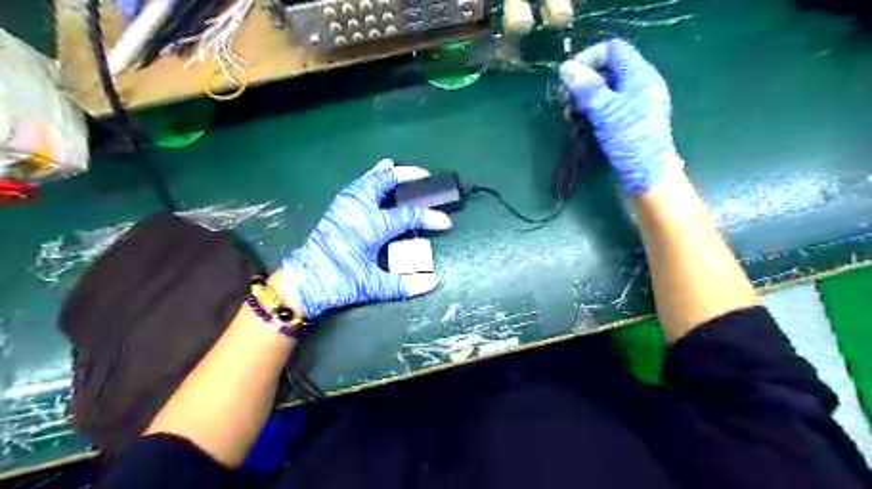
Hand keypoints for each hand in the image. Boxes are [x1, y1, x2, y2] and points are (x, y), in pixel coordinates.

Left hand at [279, 159, 452, 318]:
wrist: (304, 281)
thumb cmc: (339, 281)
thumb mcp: (373, 286)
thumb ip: (404, 284)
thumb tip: (434, 282)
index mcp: (371, 225)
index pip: (408, 216)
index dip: (430, 218)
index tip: (446, 222)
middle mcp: (358, 209)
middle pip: (384, 182)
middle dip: (406, 176)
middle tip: (424, 175)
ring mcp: (344, 206)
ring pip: (367, 180)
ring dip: (383, 173)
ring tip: (394, 166)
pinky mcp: (335, 209)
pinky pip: (355, 186)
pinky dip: (367, 179)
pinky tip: (370, 179)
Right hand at [558, 39, 688, 191]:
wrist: (647, 176)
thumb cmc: (630, 140)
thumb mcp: (605, 111)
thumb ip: (586, 87)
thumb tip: (565, 68)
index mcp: (640, 75)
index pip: (614, 49)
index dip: (589, 56)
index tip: (568, 75)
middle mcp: (640, 85)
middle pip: (609, 69)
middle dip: (585, 79)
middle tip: (565, 98)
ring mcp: (636, 105)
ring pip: (607, 89)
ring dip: (586, 96)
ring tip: (570, 112)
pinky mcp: (630, 122)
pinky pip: (609, 106)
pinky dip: (594, 109)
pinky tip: (581, 121)